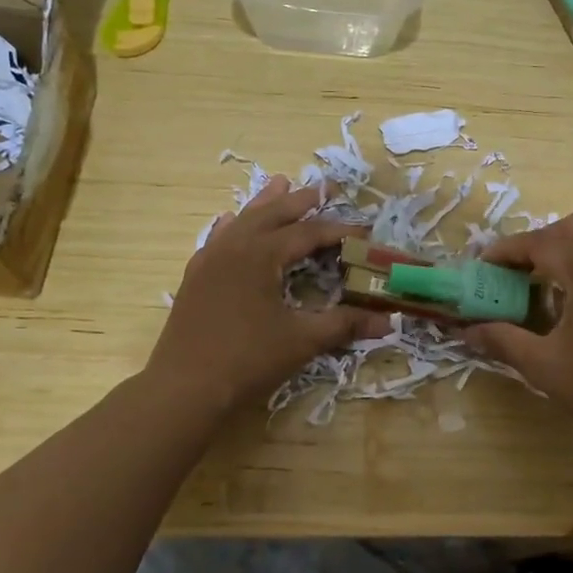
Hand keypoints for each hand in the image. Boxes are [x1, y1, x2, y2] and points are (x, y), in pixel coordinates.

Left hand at [148, 176, 390, 416]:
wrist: (184, 388)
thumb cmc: (247, 360)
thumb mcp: (302, 340)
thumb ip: (344, 324)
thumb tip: (388, 321)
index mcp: (261, 254)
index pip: (308, 233)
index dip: (339, 231)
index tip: (364, 233)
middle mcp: (234, 247)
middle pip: (272, 214)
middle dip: (300, 201)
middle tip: (323, 187)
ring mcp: (209, 260)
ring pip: (242, 221)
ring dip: (265, 204)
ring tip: (280, 184)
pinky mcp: (195, 278)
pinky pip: (217, 238)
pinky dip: (232, 226)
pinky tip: (230, 221)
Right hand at [462, 212, 572, 454]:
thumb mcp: (543, 365)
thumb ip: (502, 340)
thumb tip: (466, 331)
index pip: (539, 242)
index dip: (506, 252)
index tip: (482, 268)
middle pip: (572, 228)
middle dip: (538, 244)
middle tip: (516, 275)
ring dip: (572, 242)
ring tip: (552, 275)